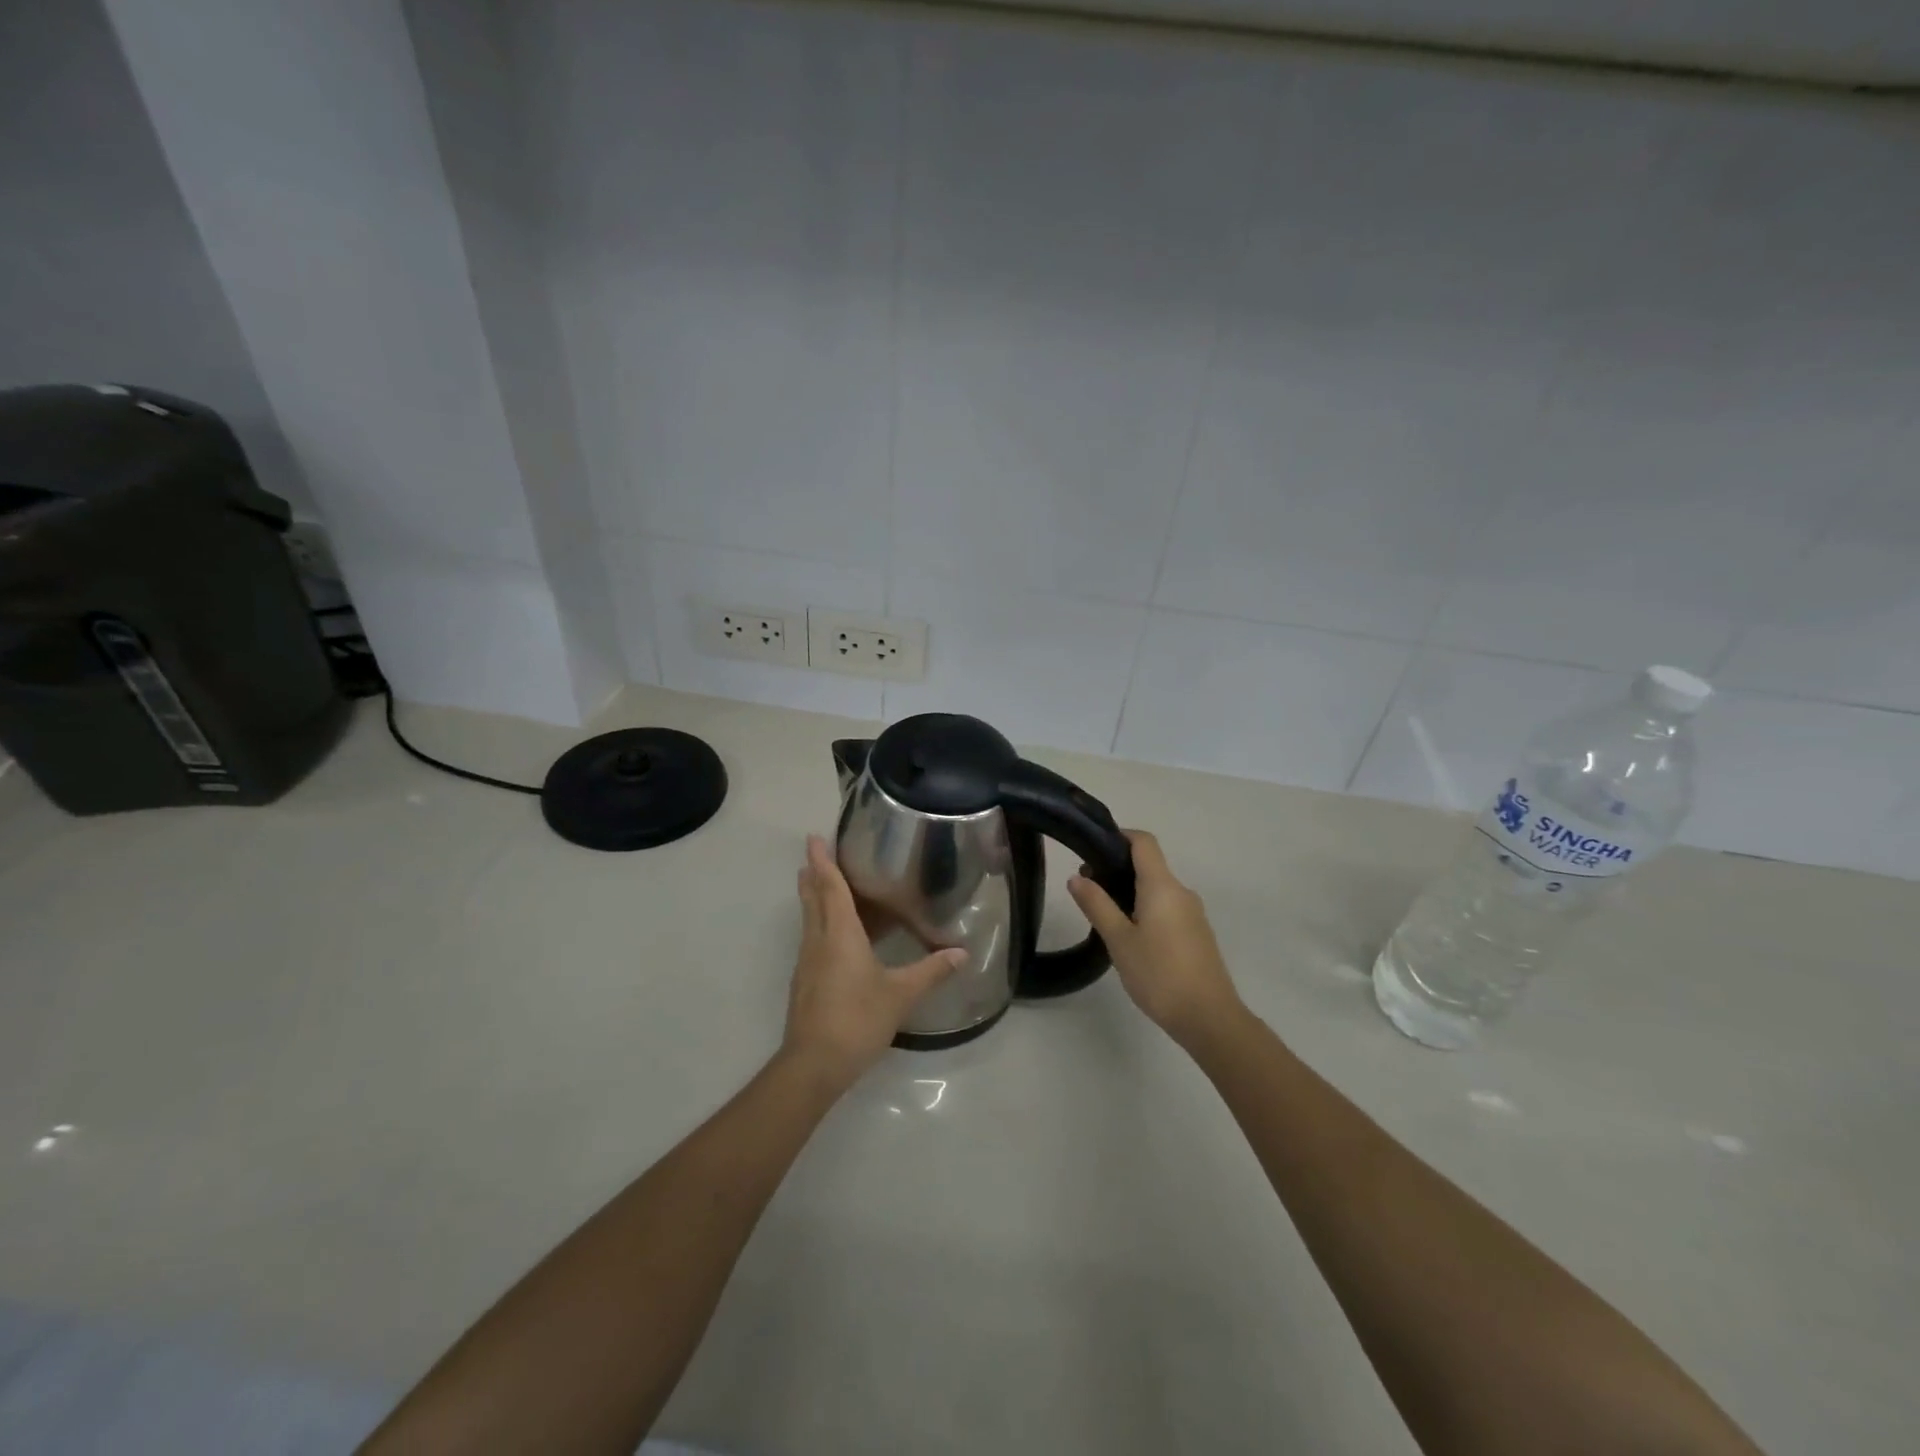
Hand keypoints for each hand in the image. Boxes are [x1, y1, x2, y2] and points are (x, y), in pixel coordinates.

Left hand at [782, 835, 965, 1090]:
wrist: (814, 1064)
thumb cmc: (857, 1018)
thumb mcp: (901, 994)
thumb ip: (931, 971)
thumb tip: (961, 952)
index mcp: (839, 934)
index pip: (831, 888)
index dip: (823, 861)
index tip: (813, 838)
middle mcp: (818, 941)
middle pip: (813, 899)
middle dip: (813, 875)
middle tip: (816, 854)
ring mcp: (807, 962)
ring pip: (810, 919)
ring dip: (814, 898)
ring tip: (822, 884)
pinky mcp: (805, 981)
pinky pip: (813, 939)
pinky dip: (821, 924)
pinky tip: (834, 936)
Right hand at [1069, 830, 1243, 1048]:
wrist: (1209, 1018)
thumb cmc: (1159, 974)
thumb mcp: (1119, 940)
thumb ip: (1097, 905)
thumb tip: (1076, 877)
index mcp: (1162, 886)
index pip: (1143, 842)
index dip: (1119, 835)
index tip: (1092, 847)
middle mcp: (1181, 891)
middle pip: (1149, 865)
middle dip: (1117, 869)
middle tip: (1088, 889)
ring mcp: (1193, 913)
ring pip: (1158, 889)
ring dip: (1131, 892)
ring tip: (1104, 917)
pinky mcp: (1197, 934)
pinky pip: (1168, 908)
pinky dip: (1146, 910)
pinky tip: (1131, 938)